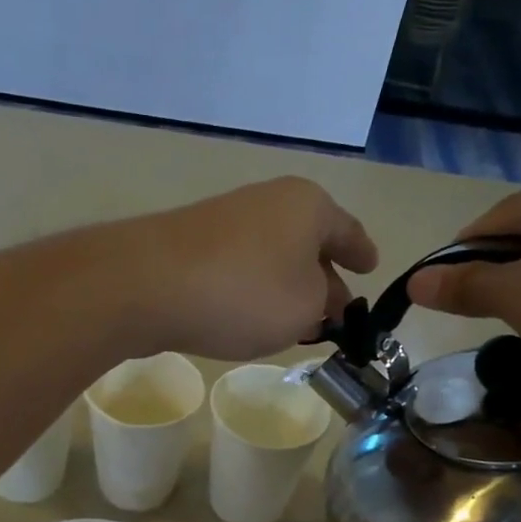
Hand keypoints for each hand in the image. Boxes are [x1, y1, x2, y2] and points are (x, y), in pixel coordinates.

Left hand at [114, 177, 379, 360]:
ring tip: (296, 319)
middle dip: (324, 275)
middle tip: (336, 309)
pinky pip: (240, 267)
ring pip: (273, 255)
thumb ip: (323, 305)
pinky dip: (254, 289)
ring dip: (286, 285)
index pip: (348, 230)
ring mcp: (226, 219)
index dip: (362, 253)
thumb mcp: (305, 308)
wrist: (148, 285)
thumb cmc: (245, 293)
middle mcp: (268, 201)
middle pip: (308, 241)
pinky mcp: (191, 244)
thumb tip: (318, 300)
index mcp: (308, 206)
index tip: (372, 268)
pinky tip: (251, 315)